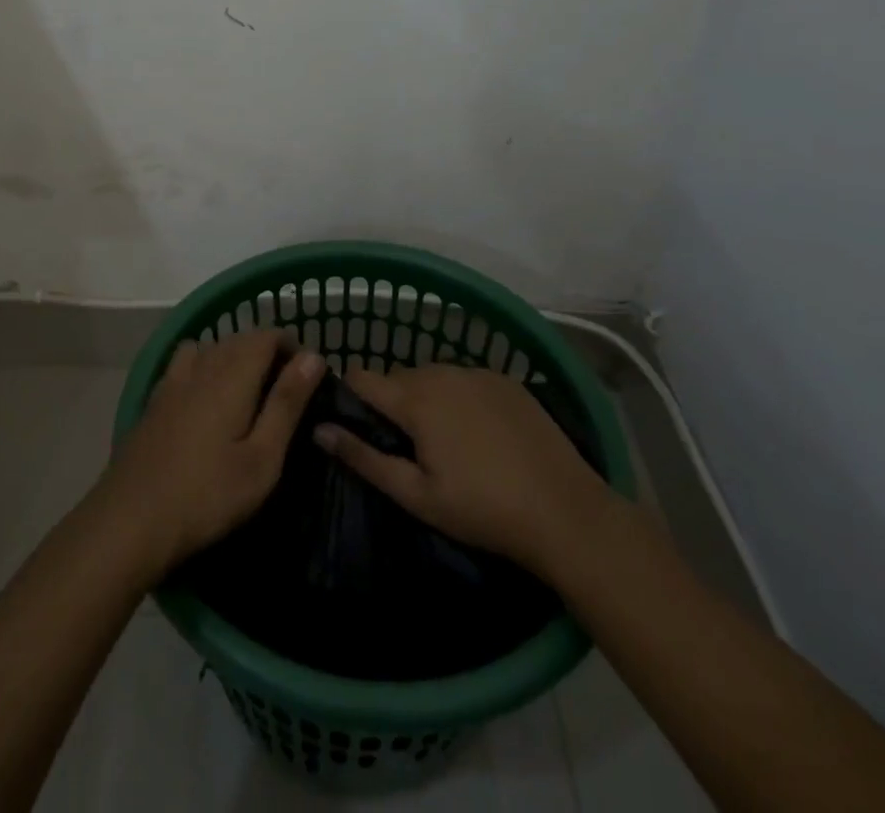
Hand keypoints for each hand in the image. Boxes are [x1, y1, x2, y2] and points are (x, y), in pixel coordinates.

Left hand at [96, 329, 325, 581]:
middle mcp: (202, 366)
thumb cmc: (208, 494)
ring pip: (210, 347)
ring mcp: (173, 380)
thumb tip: (313, 357)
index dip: (291, 346)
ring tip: (247, 392)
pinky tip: (205, 400)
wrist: (131, 519)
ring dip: (233, 357)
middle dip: (266, 352)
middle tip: (286, 390)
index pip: (266, 336)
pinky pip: (185, 364)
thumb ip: (287, 403)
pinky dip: (204, 367)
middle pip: (239, 338)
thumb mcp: (262, 458)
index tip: (309, 376)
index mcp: (232, 375)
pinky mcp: (154, 399)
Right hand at [312, 364, 613, 576]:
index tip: (358, 426)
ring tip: (444, 442)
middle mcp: (441, 373)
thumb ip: (363, 458)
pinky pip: (465, 379)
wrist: (565, 512)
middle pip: (398, 377)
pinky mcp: (506, 380)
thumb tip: (318, 429)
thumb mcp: (416, 495)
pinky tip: (479, 434)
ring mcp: (477, 373)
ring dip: (426, 398)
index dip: (350, 397)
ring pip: (432, 376)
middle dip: (392, 403)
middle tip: (406, 447)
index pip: (362, 377)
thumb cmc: (482, 509)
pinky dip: (460, 397)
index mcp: (415, 399)